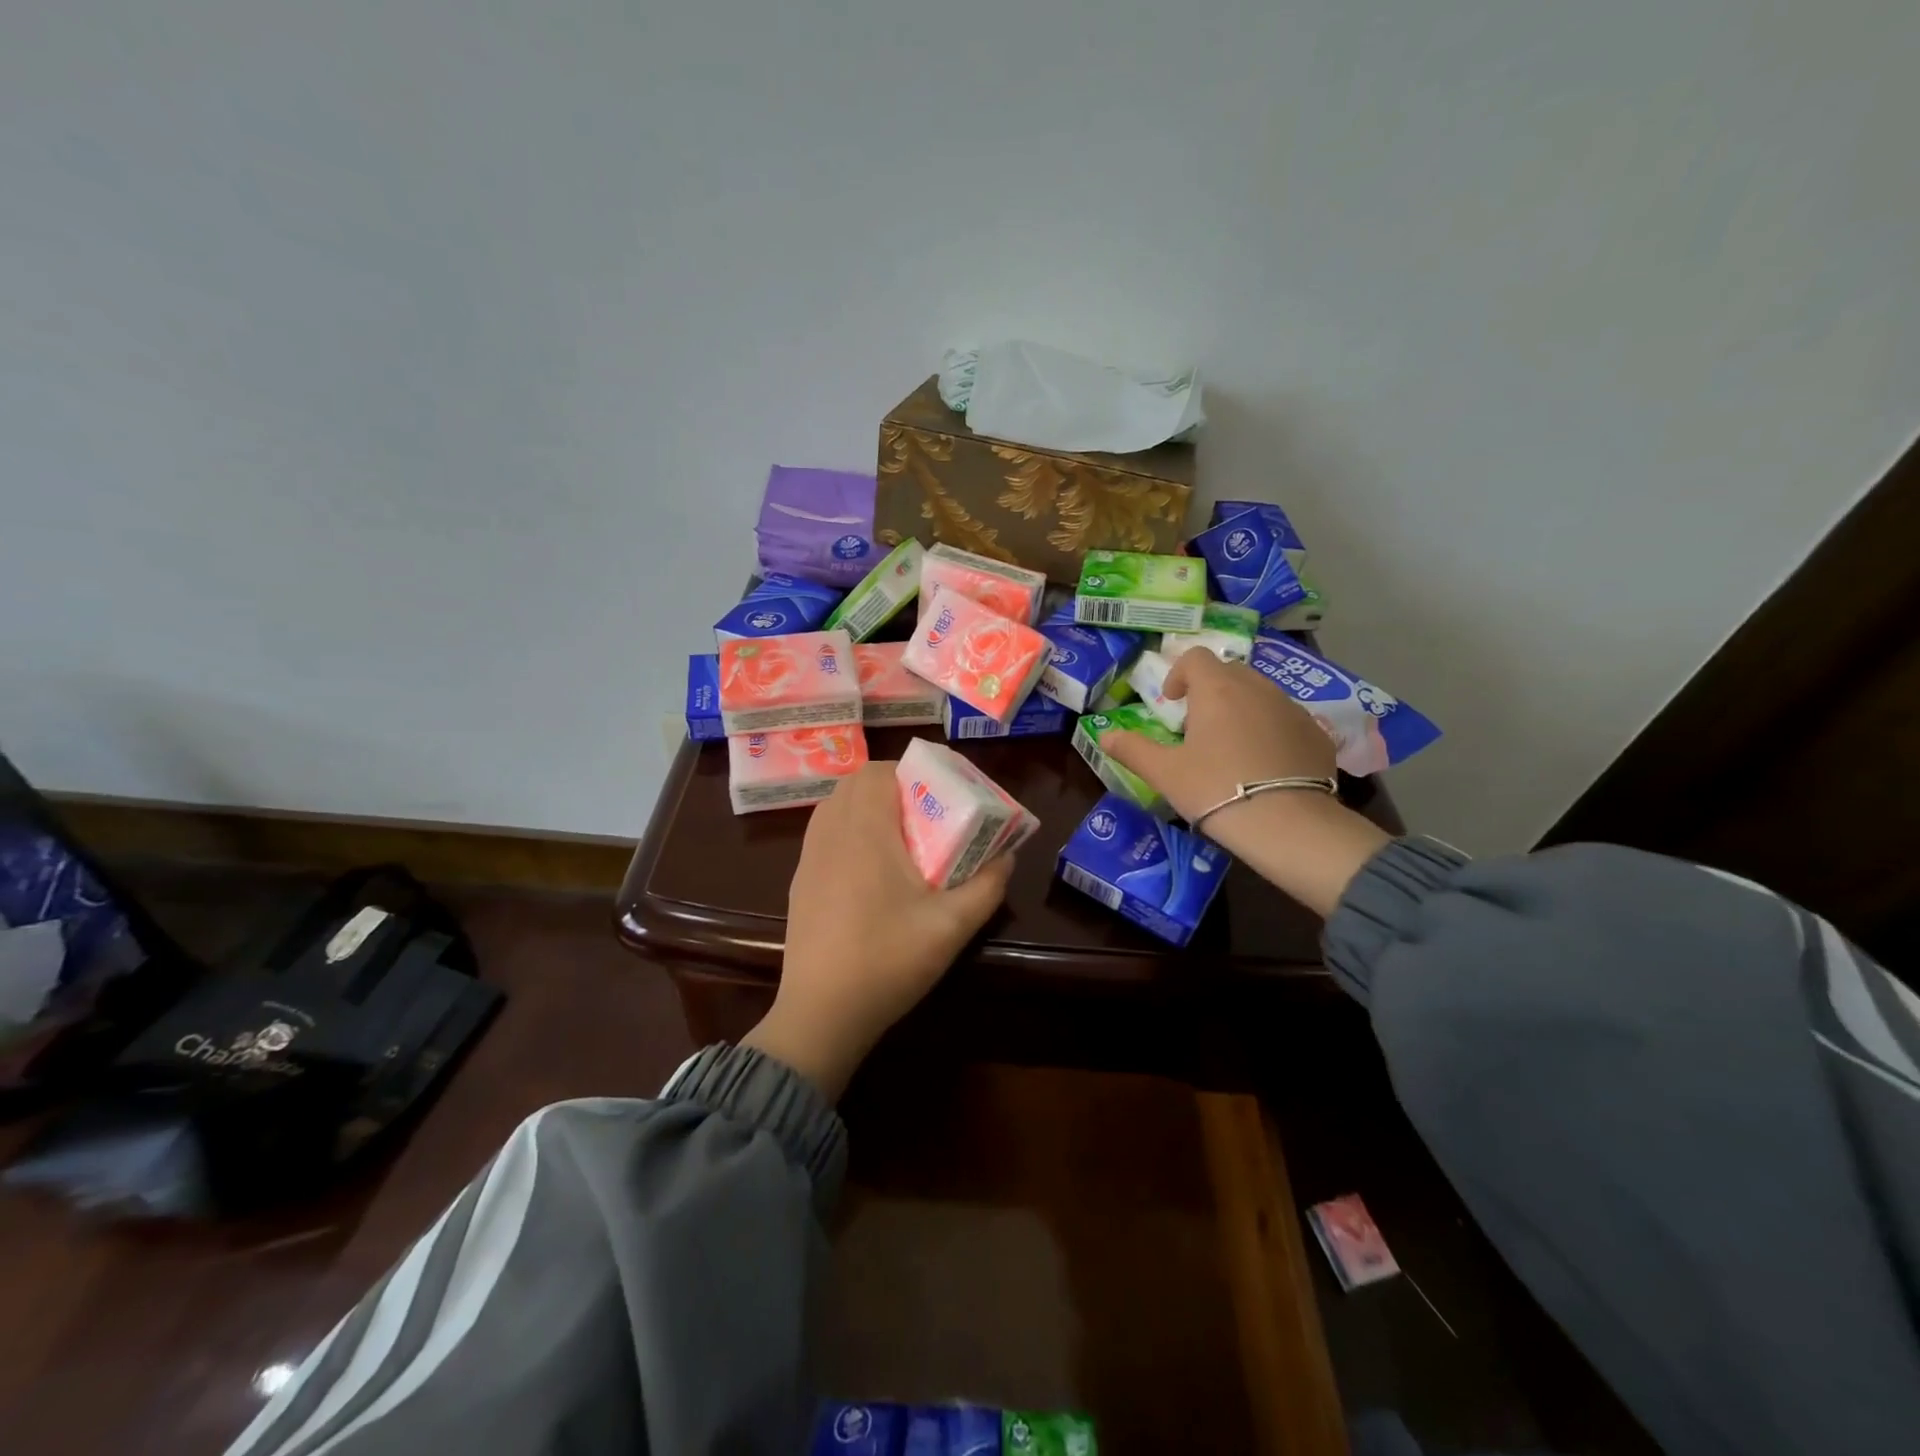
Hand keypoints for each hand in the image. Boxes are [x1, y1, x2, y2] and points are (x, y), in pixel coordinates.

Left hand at [742, 762, 1013, 1099]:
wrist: (821, 1013)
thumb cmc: (888, 961)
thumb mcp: (952, 926)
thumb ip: (987, 885)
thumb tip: (1007, 856)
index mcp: (865, 830)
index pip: (878, 771)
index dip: (910, 771)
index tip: (940, 789)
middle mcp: (831, 832)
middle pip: (855, 782)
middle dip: (892, 785)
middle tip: (926, 810)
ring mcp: (808, 856)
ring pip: (835, 805)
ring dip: (867, 805)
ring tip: (901, 834)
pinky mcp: (799, 880)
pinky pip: (823, 831)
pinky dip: (847, 828)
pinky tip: (871, 865)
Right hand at [1102, 650, 1390, 916]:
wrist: (1288, 824)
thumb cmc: (1216, 790)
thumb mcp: (1165, 773)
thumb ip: (1133, 749)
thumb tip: (1104, 735)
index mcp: (1217, 690)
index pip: (1196, 657)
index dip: (1179, 673)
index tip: (1173, 702)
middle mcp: (1257, 688)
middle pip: (1230, 672)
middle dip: (1211, 690)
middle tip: (1199, 726)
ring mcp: (1292, 709)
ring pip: (1261, 694)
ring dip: (1243, 709)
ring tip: (1233, 748)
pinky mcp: (1318, 734)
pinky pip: (1288, 720)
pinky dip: (1272, 731)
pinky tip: (1266, 765)